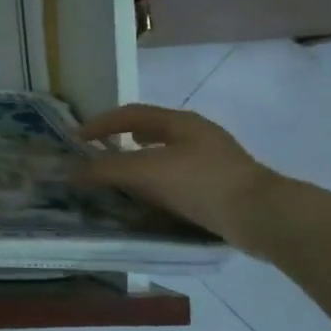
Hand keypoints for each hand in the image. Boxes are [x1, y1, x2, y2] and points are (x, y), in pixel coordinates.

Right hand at [75, 104, 278, 249]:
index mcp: (179, 121)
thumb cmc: (202, 183)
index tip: (76, 139)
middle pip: (149, 129)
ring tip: (120, 175)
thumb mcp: (148, 172)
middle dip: (120, 139)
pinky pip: (177, 175)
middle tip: (96, 154)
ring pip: (164, 153)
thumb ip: (106, 169)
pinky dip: (155, 180)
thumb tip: (67, 170)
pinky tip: (152, 197)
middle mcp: (196, 134)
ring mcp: (211, 159)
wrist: (263, 216)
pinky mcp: (219, 184)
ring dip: (138, 160)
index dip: (100, 124)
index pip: (130, 114)